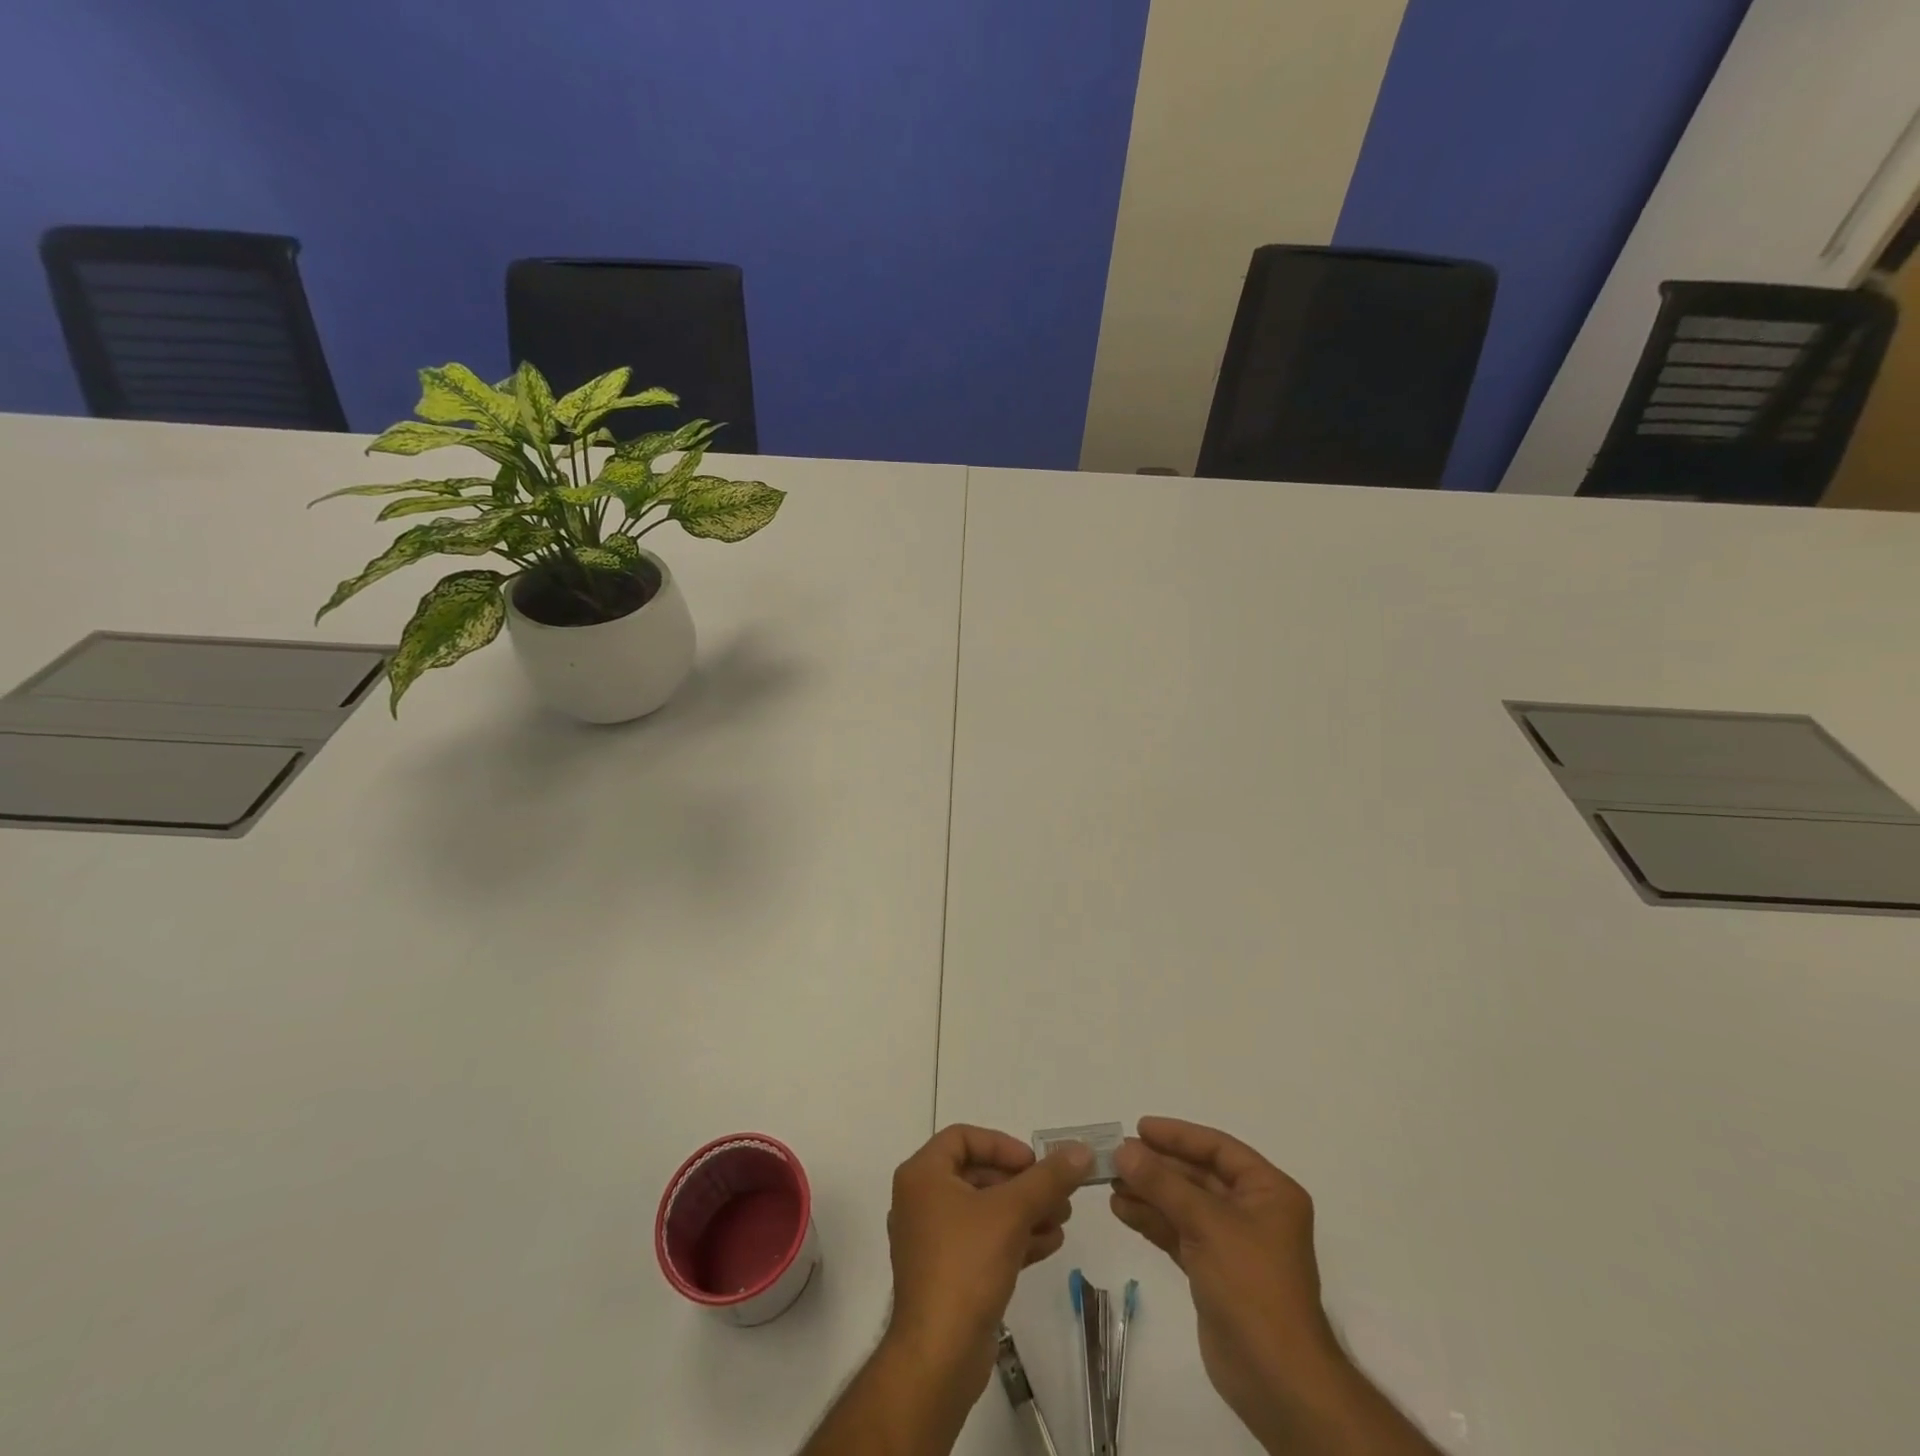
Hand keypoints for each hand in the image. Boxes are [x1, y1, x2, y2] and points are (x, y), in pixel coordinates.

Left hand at [885, 1125, 1091, 1393]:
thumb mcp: (1012, 1212)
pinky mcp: (946, 1274)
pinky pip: (982, 1242)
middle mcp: (921, 1200)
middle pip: (977, 1175)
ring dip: (1024, 1211)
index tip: (1034, 1163)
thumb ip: (1047, 1178)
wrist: (938, 1356)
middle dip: (1022, 1184)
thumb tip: (1080, 1150)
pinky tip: (1050, 1244)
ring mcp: (931, 1240)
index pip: (963, 1138)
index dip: (1002, 1145)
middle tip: (1057, 1193)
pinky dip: (1013, 1238)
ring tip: (1062, 1219)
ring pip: (984, 1211)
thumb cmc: (966, 1265)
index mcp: (922, 1175)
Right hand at [1111, 1118, 1344, 1444]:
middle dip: (1157, 1167)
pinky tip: (1122, 1210)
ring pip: (1184, 1204)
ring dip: (1149, 1193)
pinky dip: (1152, 1220)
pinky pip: (1179, 1233)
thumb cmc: (1252, 1286)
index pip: (1218, 1149)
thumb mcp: (1207, 1224)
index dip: (1178, 1136)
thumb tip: (1123, 1149)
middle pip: (1198, 1176)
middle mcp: (1253, 1212)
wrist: (1276, 1380)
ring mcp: (1233, 1243)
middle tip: (1116, 1156)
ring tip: (1109, 1182)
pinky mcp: (1214, 1272)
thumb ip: (1162, 1183)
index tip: (1139, 1128)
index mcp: (1268, 1192)